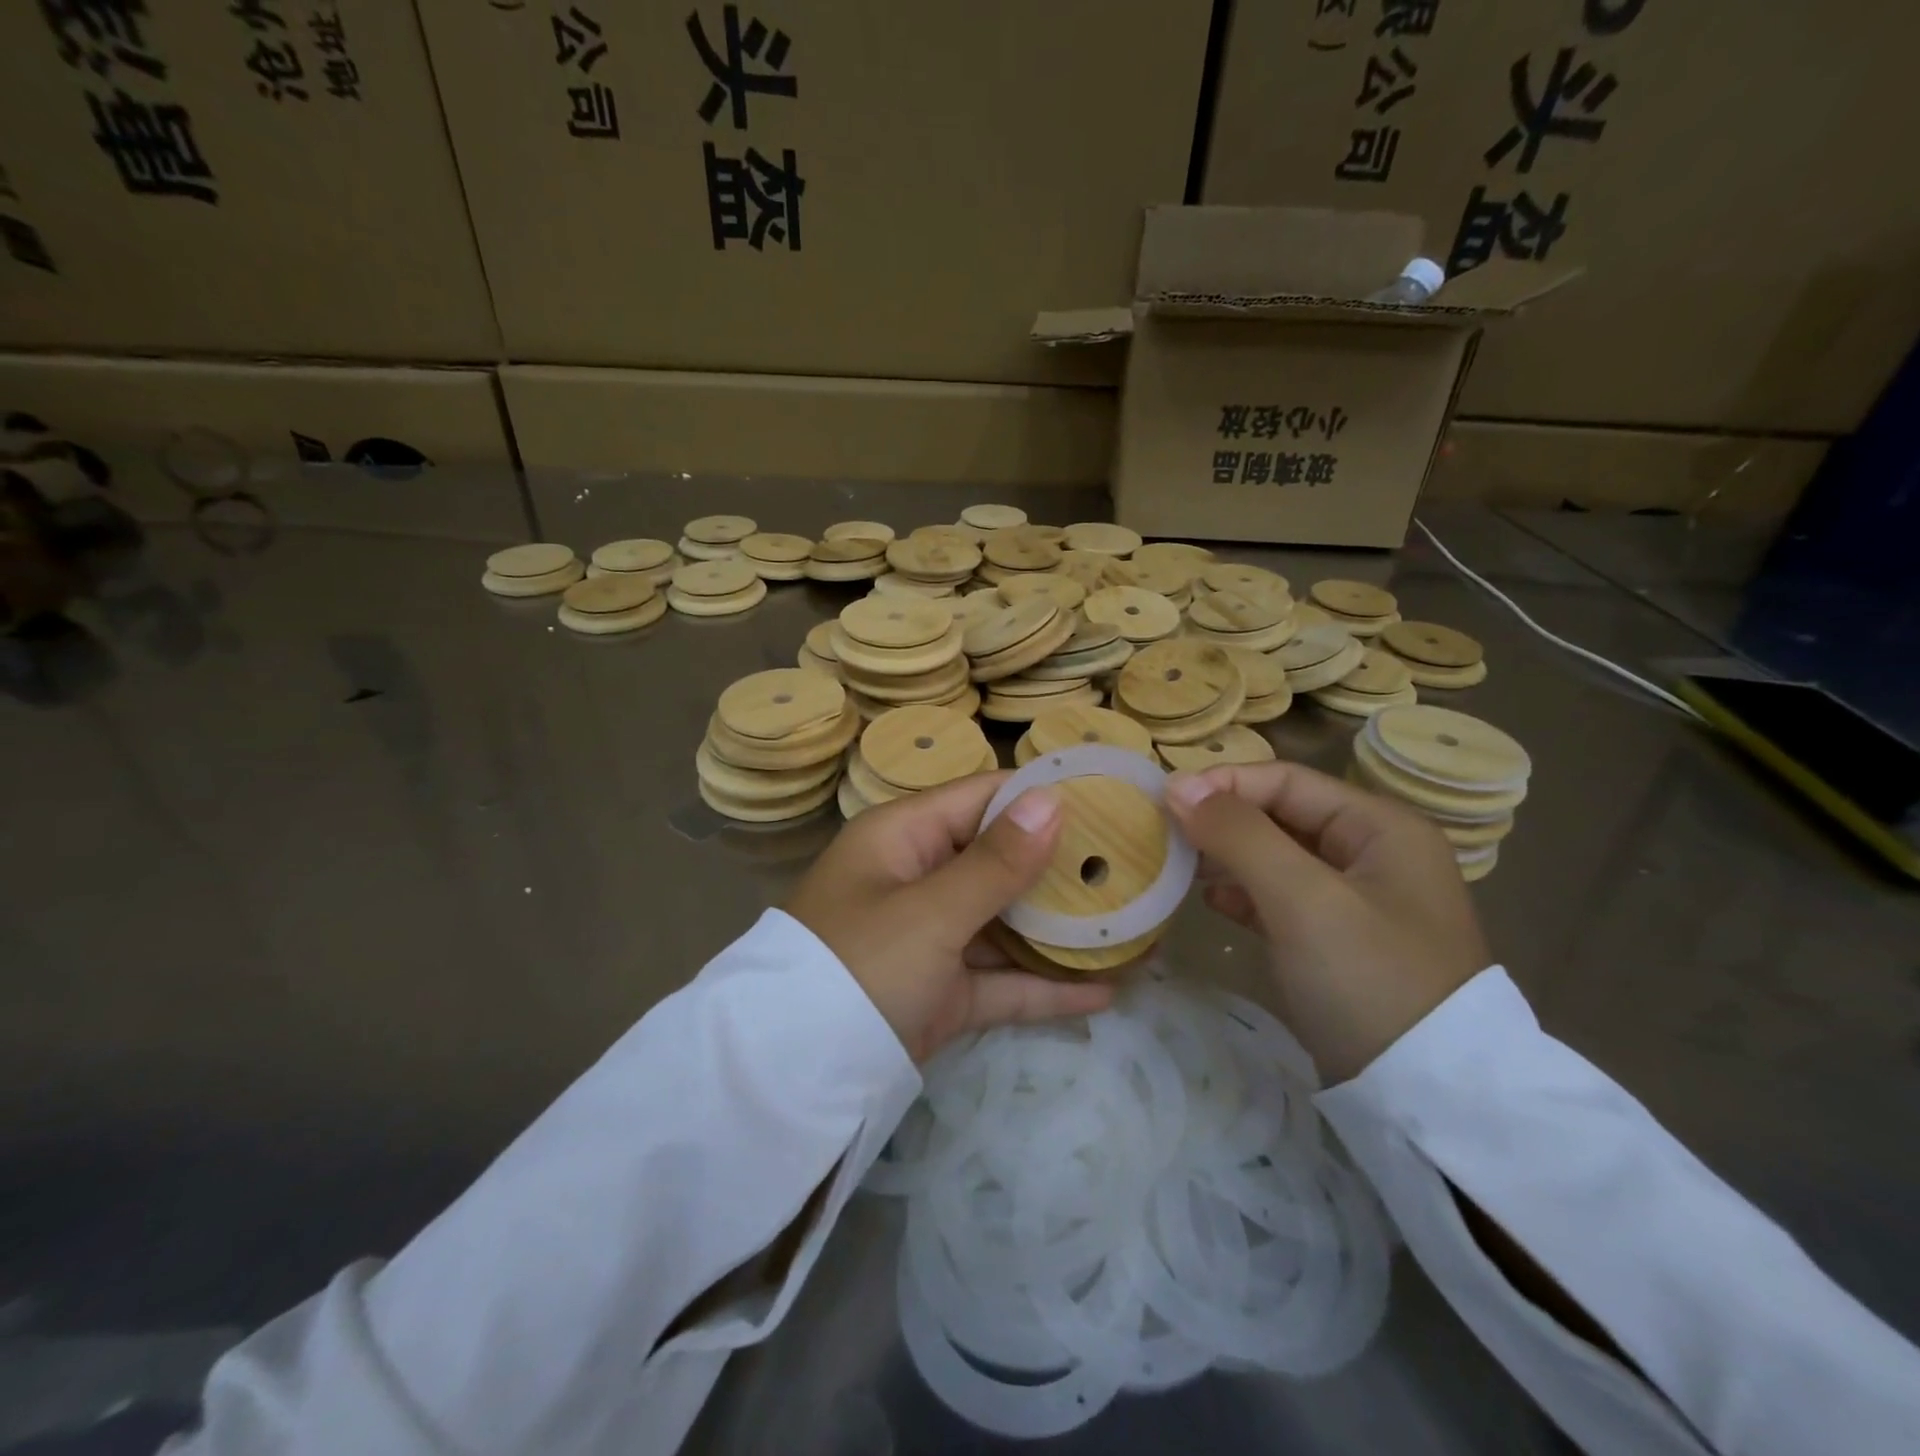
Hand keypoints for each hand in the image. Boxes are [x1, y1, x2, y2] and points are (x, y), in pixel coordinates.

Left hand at [785, 774, 1113, 1062]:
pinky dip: (1044, 988)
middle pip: (999, 860)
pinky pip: (1000, 981)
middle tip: (1133, 863)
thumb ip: (996, 862)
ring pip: (1005, 923)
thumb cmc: (859, 966)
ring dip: (1059, 929)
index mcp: (903, 839)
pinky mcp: (941, 994)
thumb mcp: (930, 911)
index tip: (1105, 798)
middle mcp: (918, 879)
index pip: (981, 798)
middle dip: (1059, 865)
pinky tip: (1104, 992)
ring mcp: (931, 939)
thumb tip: (1052, 799)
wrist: (793, 1078)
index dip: (1039, 796)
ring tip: (1130, 923)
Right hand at [1165, 761, 1489, 1084]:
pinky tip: (1211, 901)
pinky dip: (1245, 893)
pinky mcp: (1340, 941)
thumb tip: (1177, 787)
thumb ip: (1239, 835)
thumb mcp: (1302, 898)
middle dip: (1222, 820)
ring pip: (1277, 856)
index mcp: (1381, 827)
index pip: (1287, 781)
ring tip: (1179, 865)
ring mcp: (1358, 900)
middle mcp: (1373, 853)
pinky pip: (1282, 897)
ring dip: (1227, 856)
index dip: (1223, 784)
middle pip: (1282, 815)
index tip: (1164, 800)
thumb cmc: (1368, 978)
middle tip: (1164, 833)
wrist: (1427, 1098)